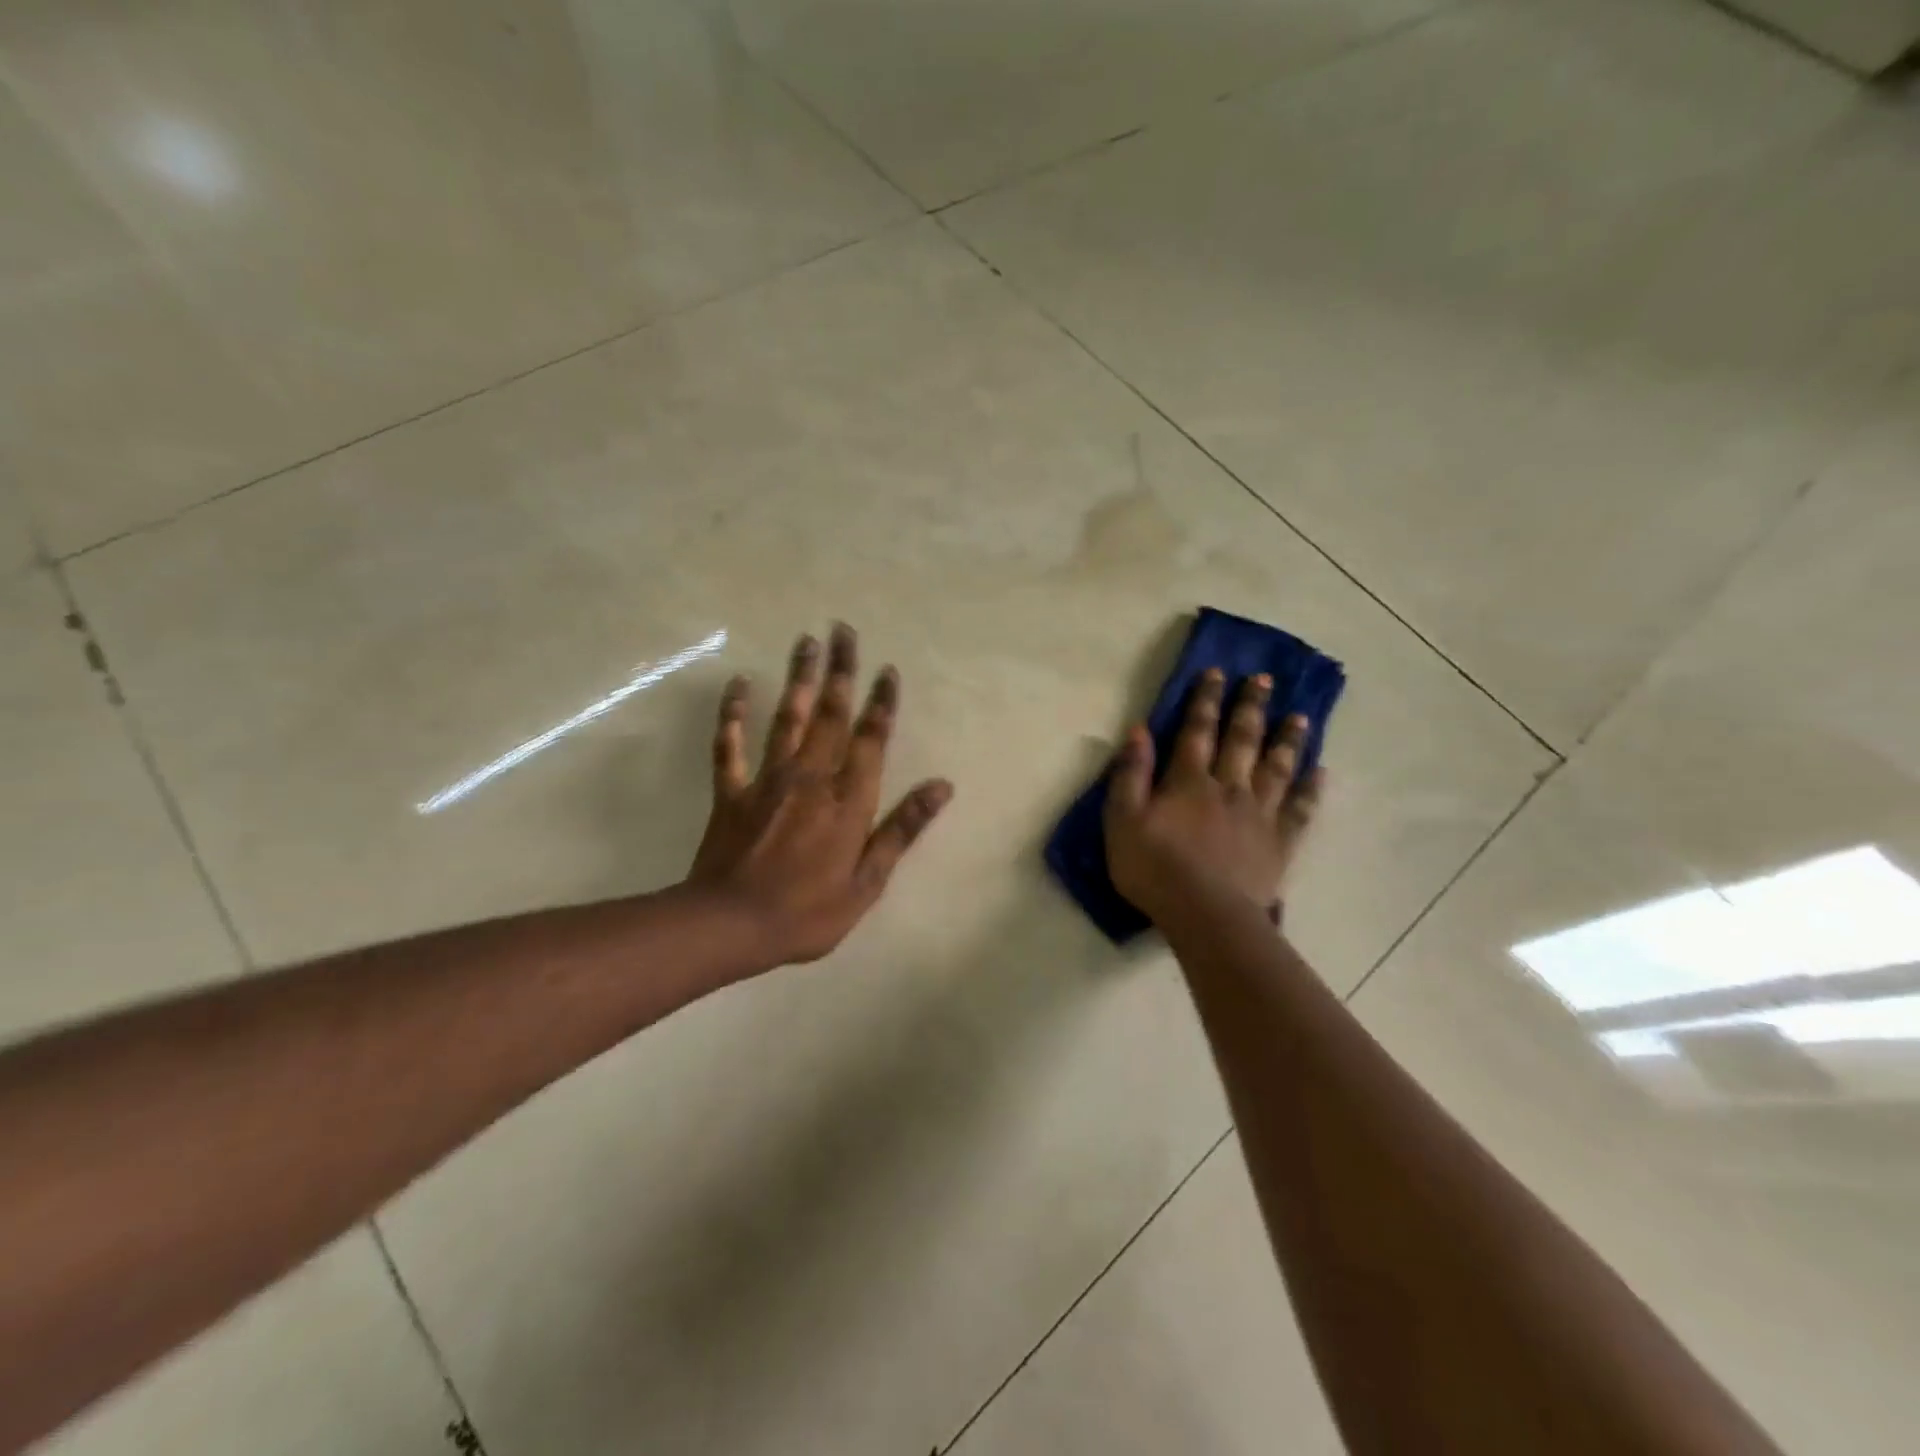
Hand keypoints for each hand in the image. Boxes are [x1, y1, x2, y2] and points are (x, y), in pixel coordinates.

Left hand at [687, 623, 951, 969]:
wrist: (730, 925)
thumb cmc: (807, 911)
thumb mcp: (868, 881)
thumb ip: (903, 829)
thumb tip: (941, 787)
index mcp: (848, 799)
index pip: (870, 739)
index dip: (881, 703)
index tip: (887, 669)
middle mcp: (811, 777)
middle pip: (829, 713)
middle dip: (840, 670)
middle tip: (841, 629)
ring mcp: (767, 779)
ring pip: (786, 717)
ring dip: (798, 678)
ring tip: (805, 640)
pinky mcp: (731, 791)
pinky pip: (730, 744)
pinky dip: (732, 713)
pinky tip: (738, 684)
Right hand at [1103, 668, 1324, 926]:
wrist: (1205, 915)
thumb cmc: (1154, 869)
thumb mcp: (1123, 820)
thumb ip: (1130, 774)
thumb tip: (1138, 730)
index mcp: (1189, 781)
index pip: (1197, 730)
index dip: (1205, 700)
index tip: (1217, 673)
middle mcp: (1229, 787)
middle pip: (1242, 740)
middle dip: (1251, 707)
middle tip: (1265, 679)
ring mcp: (1259, 814)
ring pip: (1277, 767)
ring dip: (1287, 739)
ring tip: (1299, 716)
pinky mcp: (1279, 842)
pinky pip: (1300, 809)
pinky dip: (1311, 789)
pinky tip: (1321, 772)